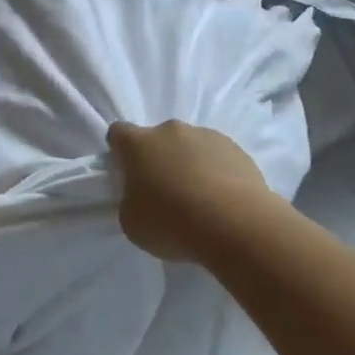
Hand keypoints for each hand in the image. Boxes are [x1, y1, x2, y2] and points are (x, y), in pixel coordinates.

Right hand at [107, 120, 276, 263]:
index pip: (119, 133)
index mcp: (139, 143)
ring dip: (189, 164)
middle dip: (159, 159)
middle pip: (158, 139)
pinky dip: (216, 172)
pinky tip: (222, 200)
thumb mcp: (132, 222)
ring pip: (190, 146)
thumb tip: (143, 195)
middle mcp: (170, 130)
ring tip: (200, 200)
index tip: (127, 172)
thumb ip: (131, 200)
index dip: (120, 150)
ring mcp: (206, 135)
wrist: (235, 224)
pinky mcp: (235, 148)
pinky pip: (217, 157)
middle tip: (166, 192)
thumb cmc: (172, 223)